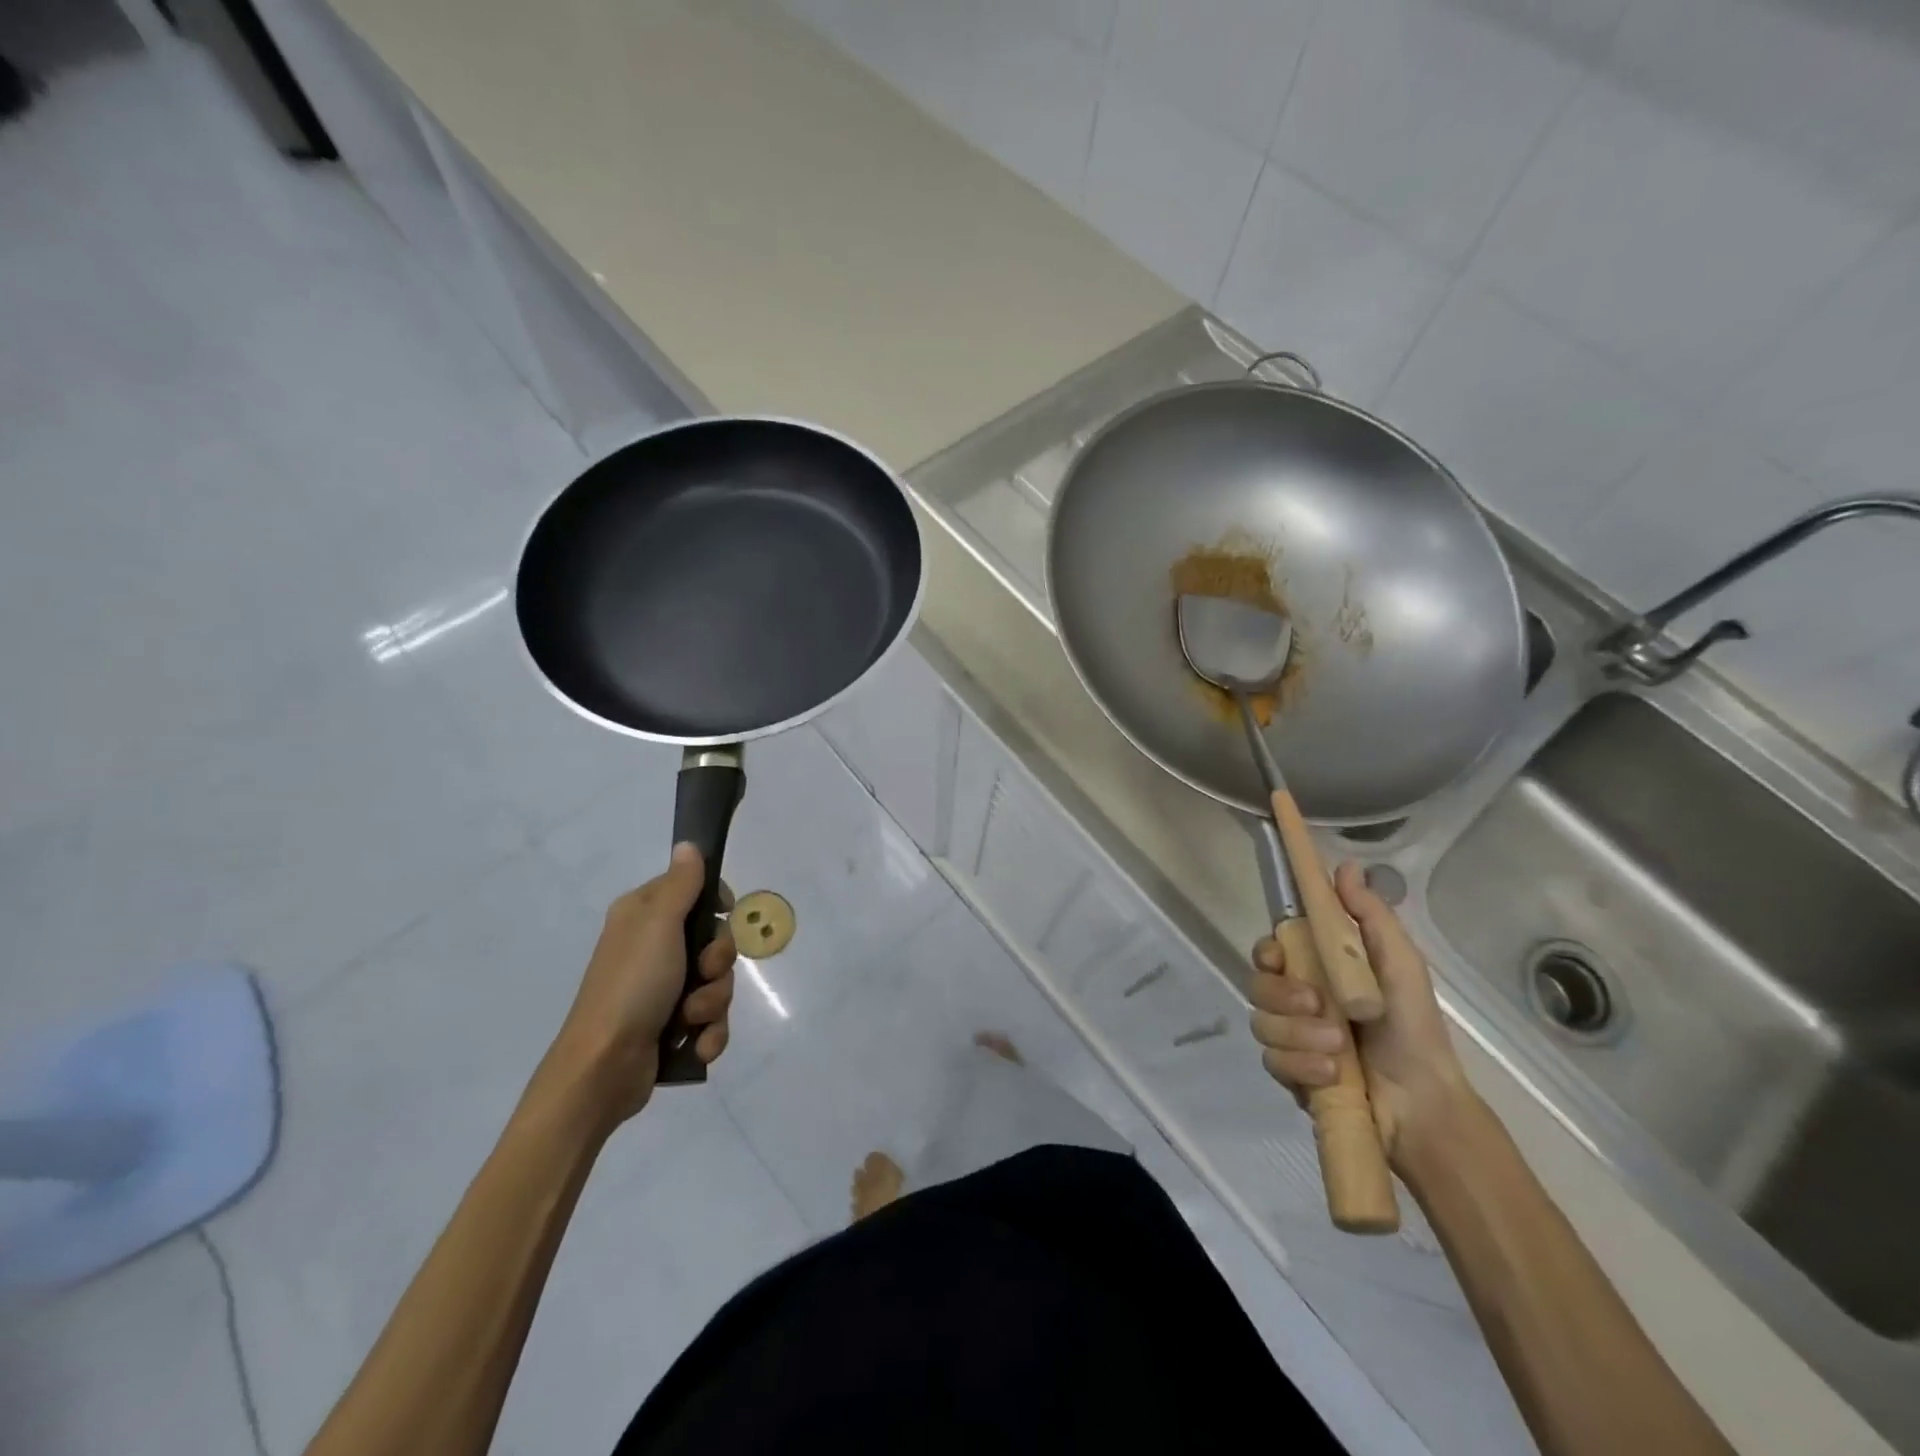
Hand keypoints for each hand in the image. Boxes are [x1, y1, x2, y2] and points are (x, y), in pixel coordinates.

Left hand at [542, 843, 735, 1128]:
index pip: (694, 892)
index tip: (725, 913)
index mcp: (645, 917)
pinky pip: (712, 1020)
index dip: (716, 903)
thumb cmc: (632, 986)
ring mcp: (663, 991)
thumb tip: (687, 844)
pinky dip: (709, 1033)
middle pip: (715, 942)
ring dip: (713, 1003)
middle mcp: (654, 949)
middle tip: (702, 973)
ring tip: (689, 1020)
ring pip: (717, 983)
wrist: (603, 1068)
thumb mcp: (658, 925)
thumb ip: (680, 884)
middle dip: (718, 964)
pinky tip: (696, 1046)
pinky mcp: (672, 1027)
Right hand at [1249, 862, 1470, 1166]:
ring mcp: (1291, 1038)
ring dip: (1299, 1034)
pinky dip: (1300, 1066)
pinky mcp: (1289, 1074)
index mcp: (1319, 971)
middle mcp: (1297, 1001)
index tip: (1278, 956)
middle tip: (1317, 1005)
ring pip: (1262, 1023)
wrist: (1424, 1103)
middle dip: (1283, 995)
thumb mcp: (1399, 963)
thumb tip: (1345, 864)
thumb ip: (1369, 915)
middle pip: (1258, 984)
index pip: (1270, 950)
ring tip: (1338, 1049)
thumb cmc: (1413, 1027)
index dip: (1266, 951)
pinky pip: (1272, 1060)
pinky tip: (1331, 1074)